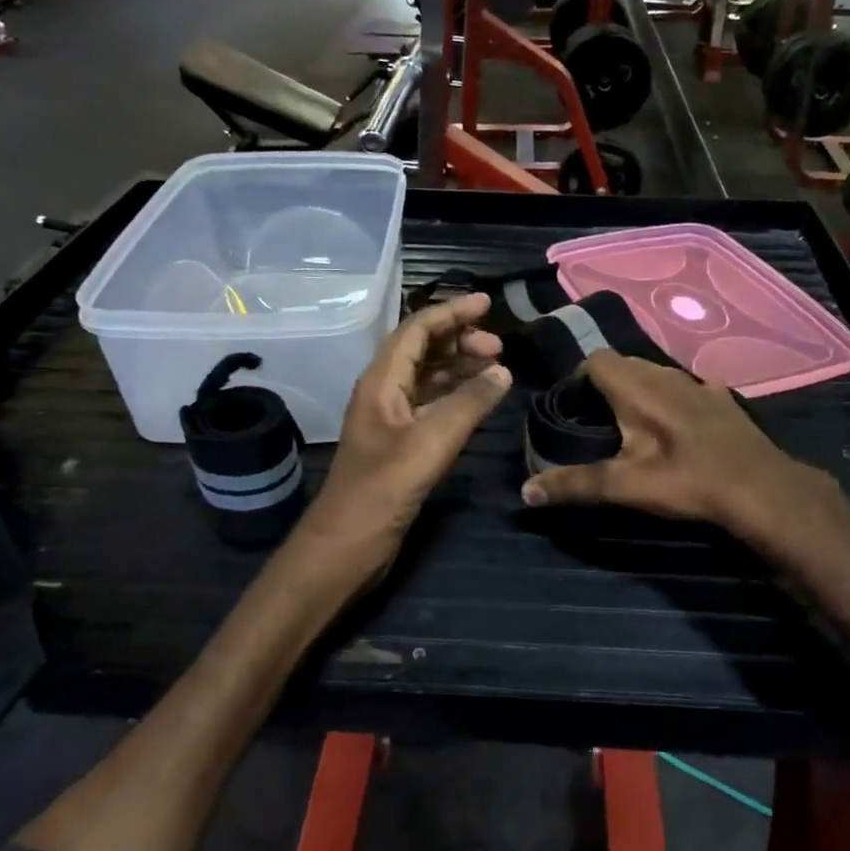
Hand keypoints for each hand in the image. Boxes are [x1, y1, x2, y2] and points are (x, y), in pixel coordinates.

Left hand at [294, 293, 511, 586]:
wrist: (346, 547)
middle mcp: (384, 392)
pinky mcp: (400, 445)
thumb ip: (469, 403)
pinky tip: (479, 401)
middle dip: (459, 340)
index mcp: (381, 381)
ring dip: (459, 367)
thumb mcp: (431, 442)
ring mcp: (391, 420)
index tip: (486, 303)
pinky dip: (456, 396)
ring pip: (428, 377)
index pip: (417, 330)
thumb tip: (504, 371)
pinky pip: (431, 405)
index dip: (451, 313)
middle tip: (499, 347)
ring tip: (496, 367)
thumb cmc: (382, 490)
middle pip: (422, 349)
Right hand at [518, 351, 837, 549]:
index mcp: (637, 386)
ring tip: (633, 427)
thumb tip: (525, 492)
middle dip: (606, 387)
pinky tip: (677, 429)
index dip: (578, 380)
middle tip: (596, 423)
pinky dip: (672, 399)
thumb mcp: (625, 486)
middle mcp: (665, 374)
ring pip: (656, 374)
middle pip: (624, 364)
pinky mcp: (721, 398)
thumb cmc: (687, 481)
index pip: (595, 360)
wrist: (761, 488)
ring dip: (639, 391)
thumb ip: (574, 485)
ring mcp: (698, 383)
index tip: (572, 410)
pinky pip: (686, 387)